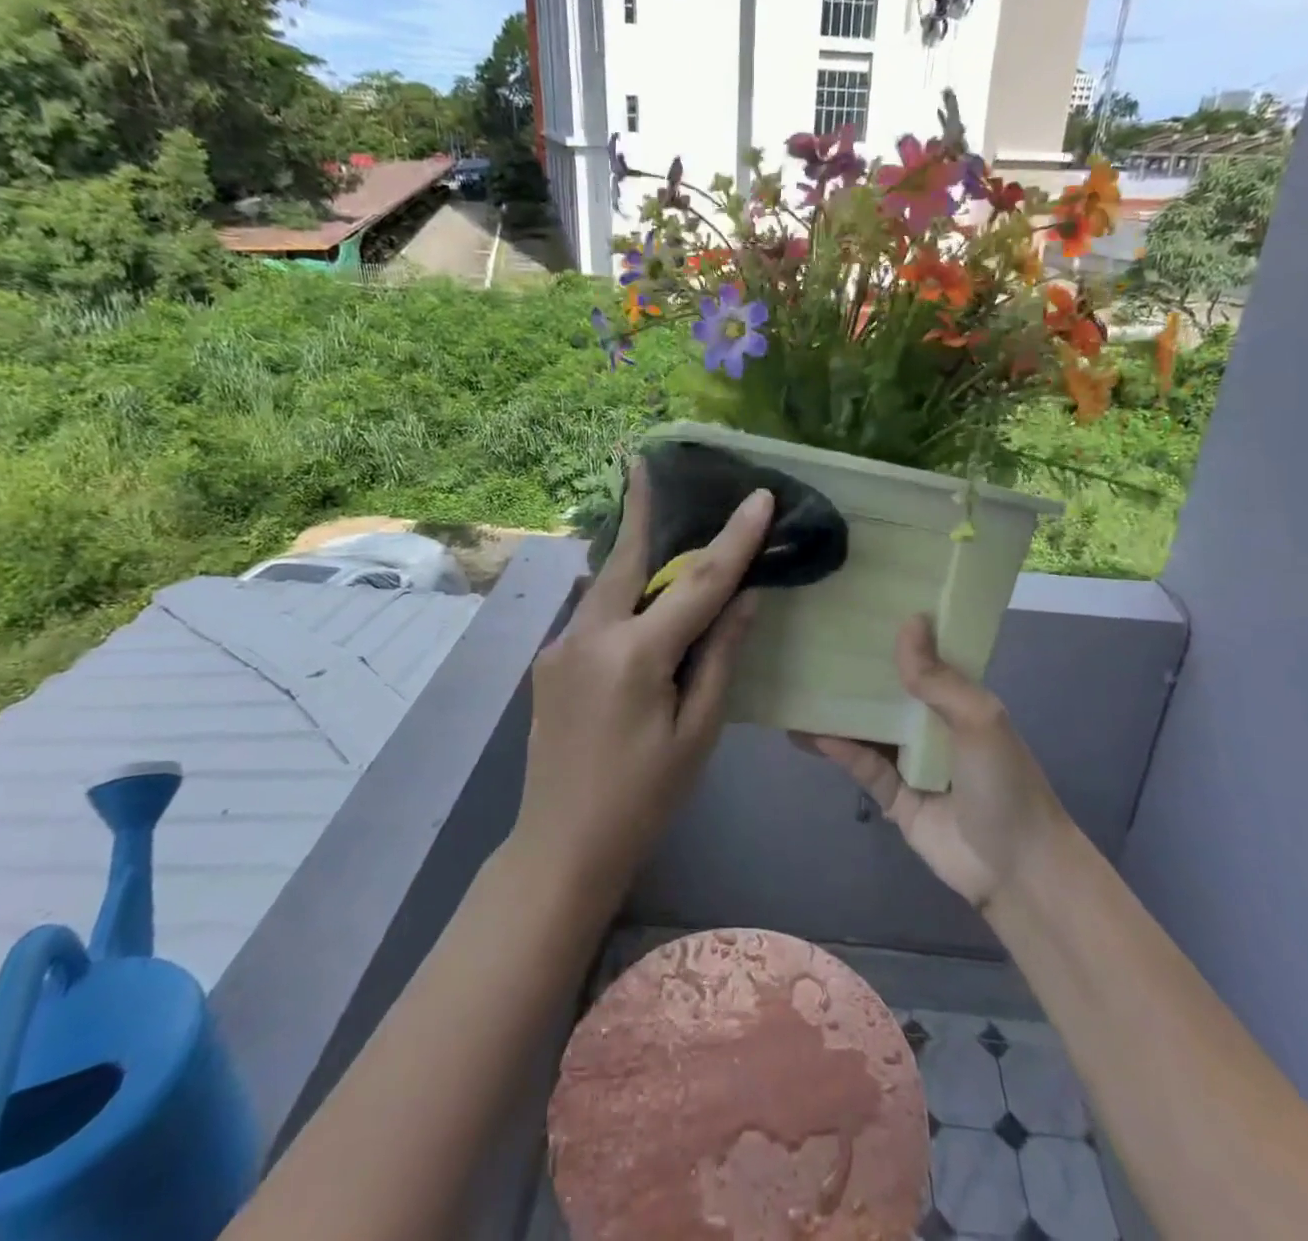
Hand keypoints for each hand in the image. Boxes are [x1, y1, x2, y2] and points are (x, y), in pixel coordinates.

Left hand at [514, 459, 772, 893]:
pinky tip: (636, 598)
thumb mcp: (697, 733)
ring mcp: (560, 646)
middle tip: (644, 462)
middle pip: (628, 560)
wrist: (560, 845)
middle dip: (642, 509)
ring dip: (632, 553)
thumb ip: (720, 657)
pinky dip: (620, 595)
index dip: (734, 538)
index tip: (758, 496)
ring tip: (651, 516)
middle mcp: (589, 636)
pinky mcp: (549, 660)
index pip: (699, 583)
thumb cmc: (644, 797)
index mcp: (634, 656)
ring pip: (605, 585)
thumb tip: (745, 599)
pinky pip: (593, 614)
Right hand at [798, 616, 1069, 913]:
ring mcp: (911, 762)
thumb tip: (909, 620)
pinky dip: (839, 750)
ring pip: (868, 729)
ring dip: (837, 712)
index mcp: (958, 701)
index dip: (896, 636)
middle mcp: (931, 726)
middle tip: (811, 644)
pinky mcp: (894, 796)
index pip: (923, 660)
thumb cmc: (1004, 782)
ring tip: (796, 688)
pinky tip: (808, 733)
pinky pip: (862, 766)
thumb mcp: (978, 719)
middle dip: (855, 673)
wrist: (1017, 868)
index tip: (858, 609)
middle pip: (887, 693)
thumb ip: (938, 678)